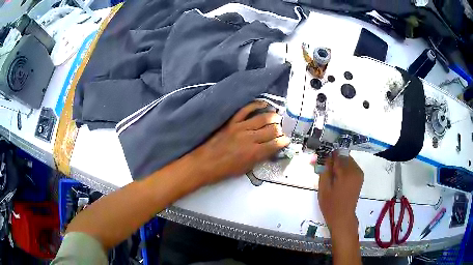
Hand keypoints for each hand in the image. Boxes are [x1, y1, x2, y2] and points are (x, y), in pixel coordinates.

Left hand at [189, 101, 289, 184]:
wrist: (205, 163)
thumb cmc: (225, 170)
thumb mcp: (246, 169)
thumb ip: (260, 158)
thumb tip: (270, 150)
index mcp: (254, 153)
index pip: (275, 144)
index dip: (284, 141)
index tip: (287, 140)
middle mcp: (250, 138)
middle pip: (272, 129)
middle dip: (280, 129)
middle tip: (281, 130)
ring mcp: (240, 127)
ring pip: (262, 118)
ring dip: (273, 117)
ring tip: (277, 117)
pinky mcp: (232, 122)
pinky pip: (246, 109)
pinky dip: (256, 105)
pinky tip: (263, 104)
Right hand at [318, 152, 363, 234]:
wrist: (342, 217)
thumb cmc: (331, 205)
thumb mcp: (323, 188)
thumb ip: (325, 170)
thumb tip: (326, 157)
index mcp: (346, 173)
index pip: (336, 156)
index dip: (328, 156)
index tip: (321, 161)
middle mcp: (355, 170)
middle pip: (343, 156)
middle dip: (334, 159)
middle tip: (325, 169)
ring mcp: (359, 173)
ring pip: (348, 160)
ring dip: (340, 163)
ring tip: (331, 174)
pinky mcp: (360, 177)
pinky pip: (352, 166)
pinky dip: (345, 168)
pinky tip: (338, 177)